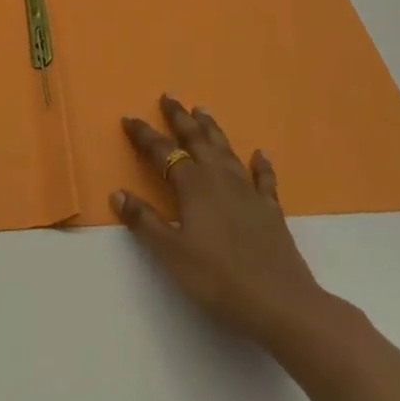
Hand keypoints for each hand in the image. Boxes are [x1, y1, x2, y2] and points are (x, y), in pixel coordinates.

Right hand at [113, 95, 332, 350]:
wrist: (281, 303)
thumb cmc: (219, 279)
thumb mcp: (172, 253)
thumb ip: (145, 222)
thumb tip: (118, 193)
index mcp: (193, 185)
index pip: (163, 152)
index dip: (144, 135)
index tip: (129, 118)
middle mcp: (220, 178)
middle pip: (196, 139)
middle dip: (180, 117)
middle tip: (169, 97)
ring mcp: (248, 192)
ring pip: (226, 150)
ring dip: (212, 129)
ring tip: (202, 110)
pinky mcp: (271, 210)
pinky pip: (263, 178)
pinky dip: (260, 163)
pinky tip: (260, 154)